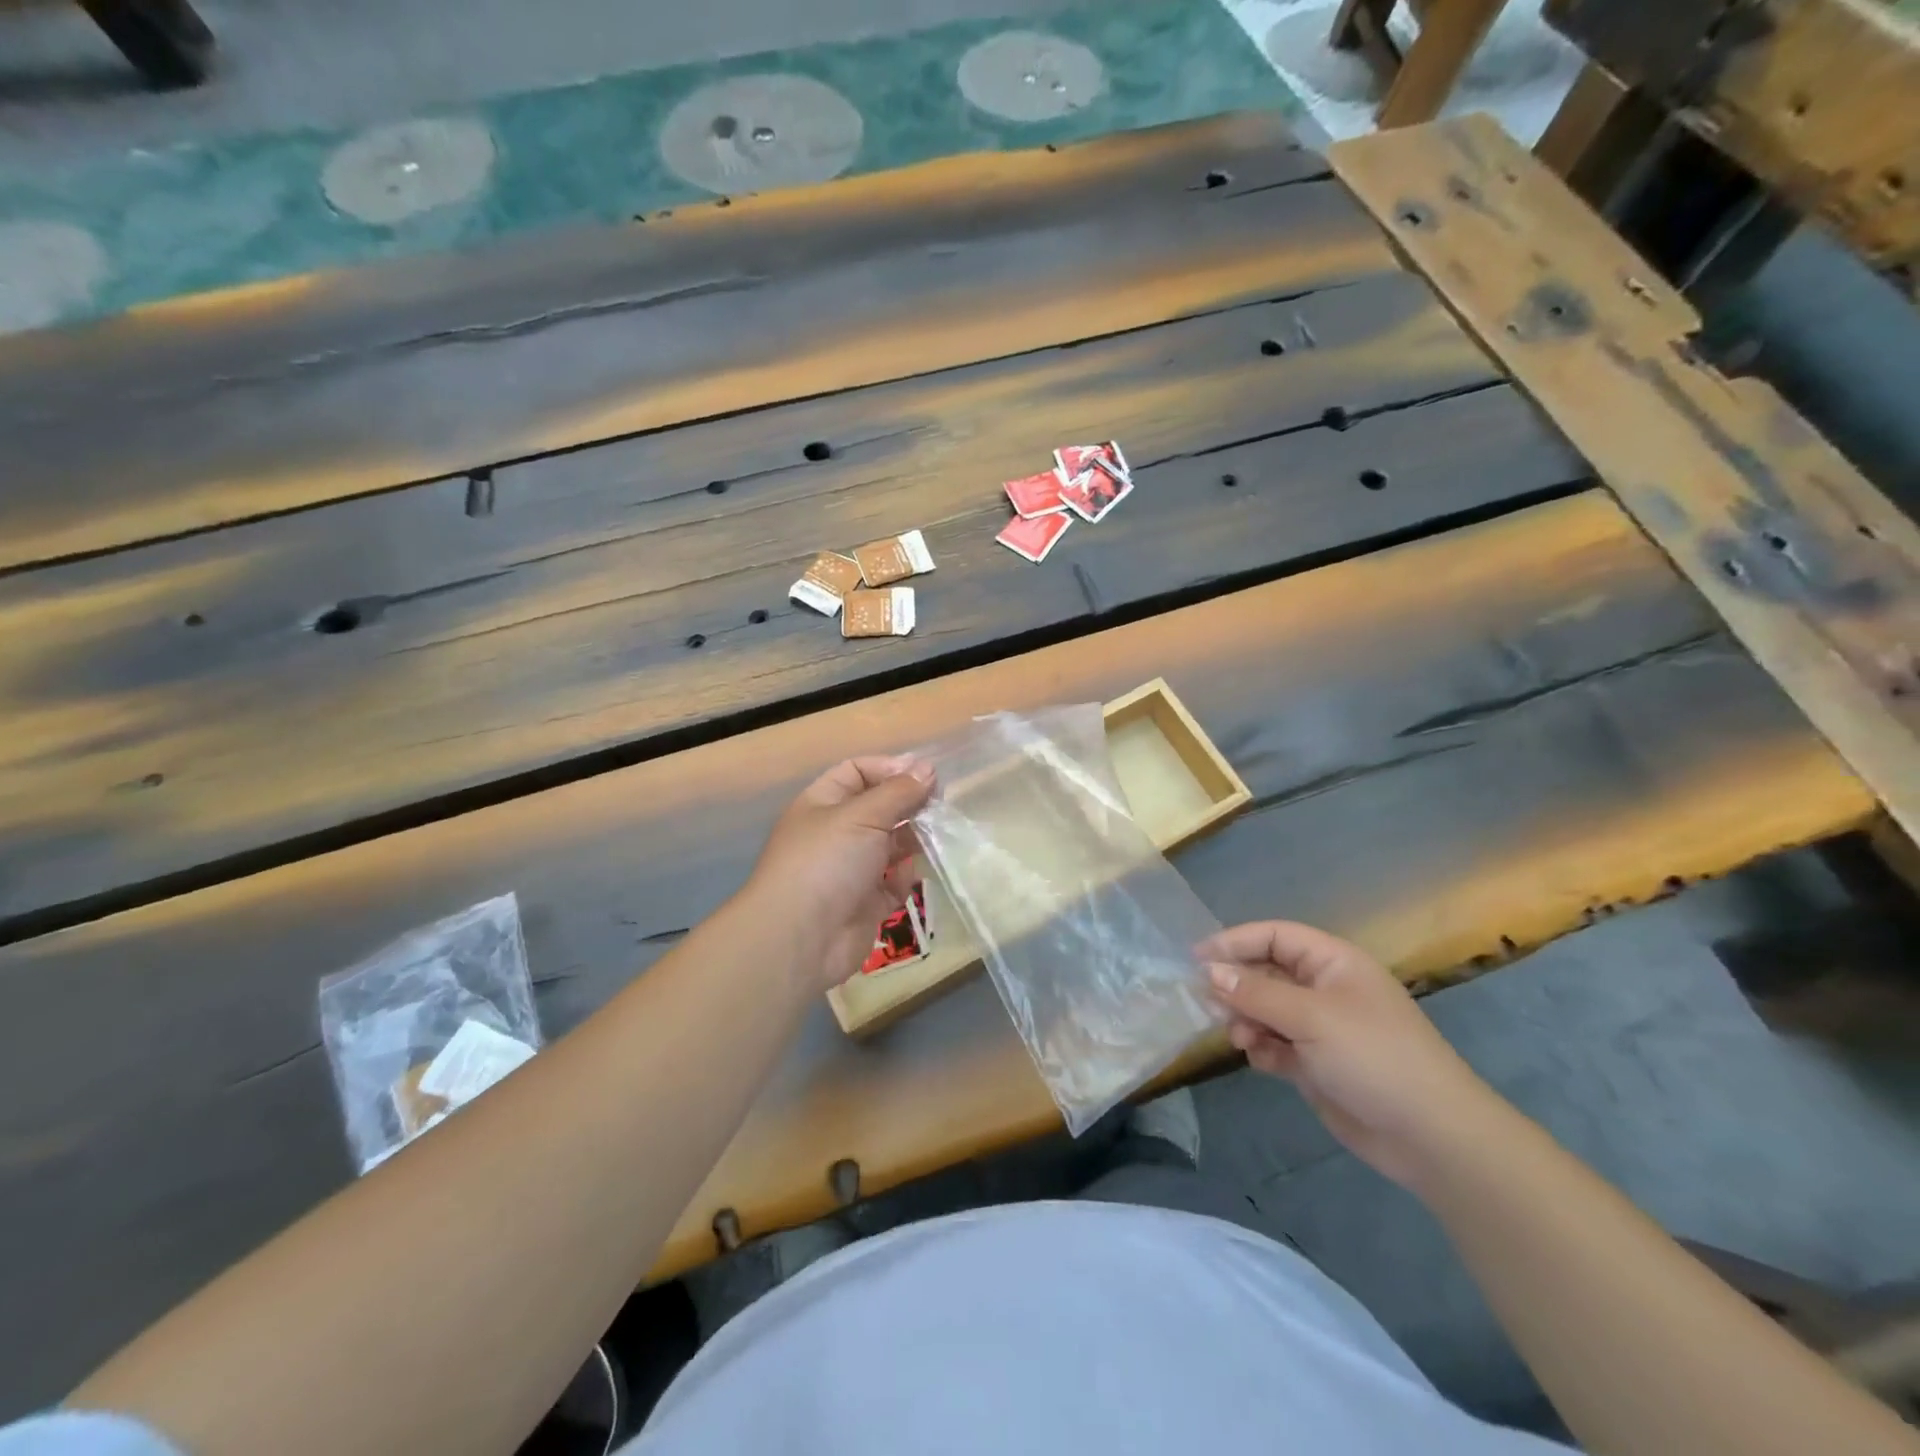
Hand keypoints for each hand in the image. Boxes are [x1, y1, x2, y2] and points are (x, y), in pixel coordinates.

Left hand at [743, 755, 936, 992]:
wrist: (801, 938)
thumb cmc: (827, 861)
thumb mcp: (863, 815)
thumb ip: (899, 791)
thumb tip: (927, 768)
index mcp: (822, 803)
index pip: (857, 772)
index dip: (889, 769)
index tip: (925, 775)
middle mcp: (835, 833)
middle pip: (877, 808)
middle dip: (907, 804)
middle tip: (941, 804)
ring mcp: (849, 870)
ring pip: (888, 846)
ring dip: (913, 839)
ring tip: (940, 834)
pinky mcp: (865, 904)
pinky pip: (892, 883)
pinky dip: (905, 877)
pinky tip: (914, 872)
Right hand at [1200, 920, 1503, 1189]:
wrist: (1431, 1137)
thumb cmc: (1373, 1057)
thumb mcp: (1310, 1017)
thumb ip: (1255, 992)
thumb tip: (1209, 971)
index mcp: (1334, 963)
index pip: (1274, 936)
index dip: (1234, 942)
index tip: (1196, 959)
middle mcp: (1326, 989)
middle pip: (1266, 972)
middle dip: (1237, 986)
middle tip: (1208, 1004)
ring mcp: (1322, 1028)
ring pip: (1266, 1010)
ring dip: (1246, 1020)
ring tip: (1238, 1037)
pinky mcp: (1317, 1064)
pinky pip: (1276, 1044)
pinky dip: (1262, 1048)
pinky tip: (1259, 1060)